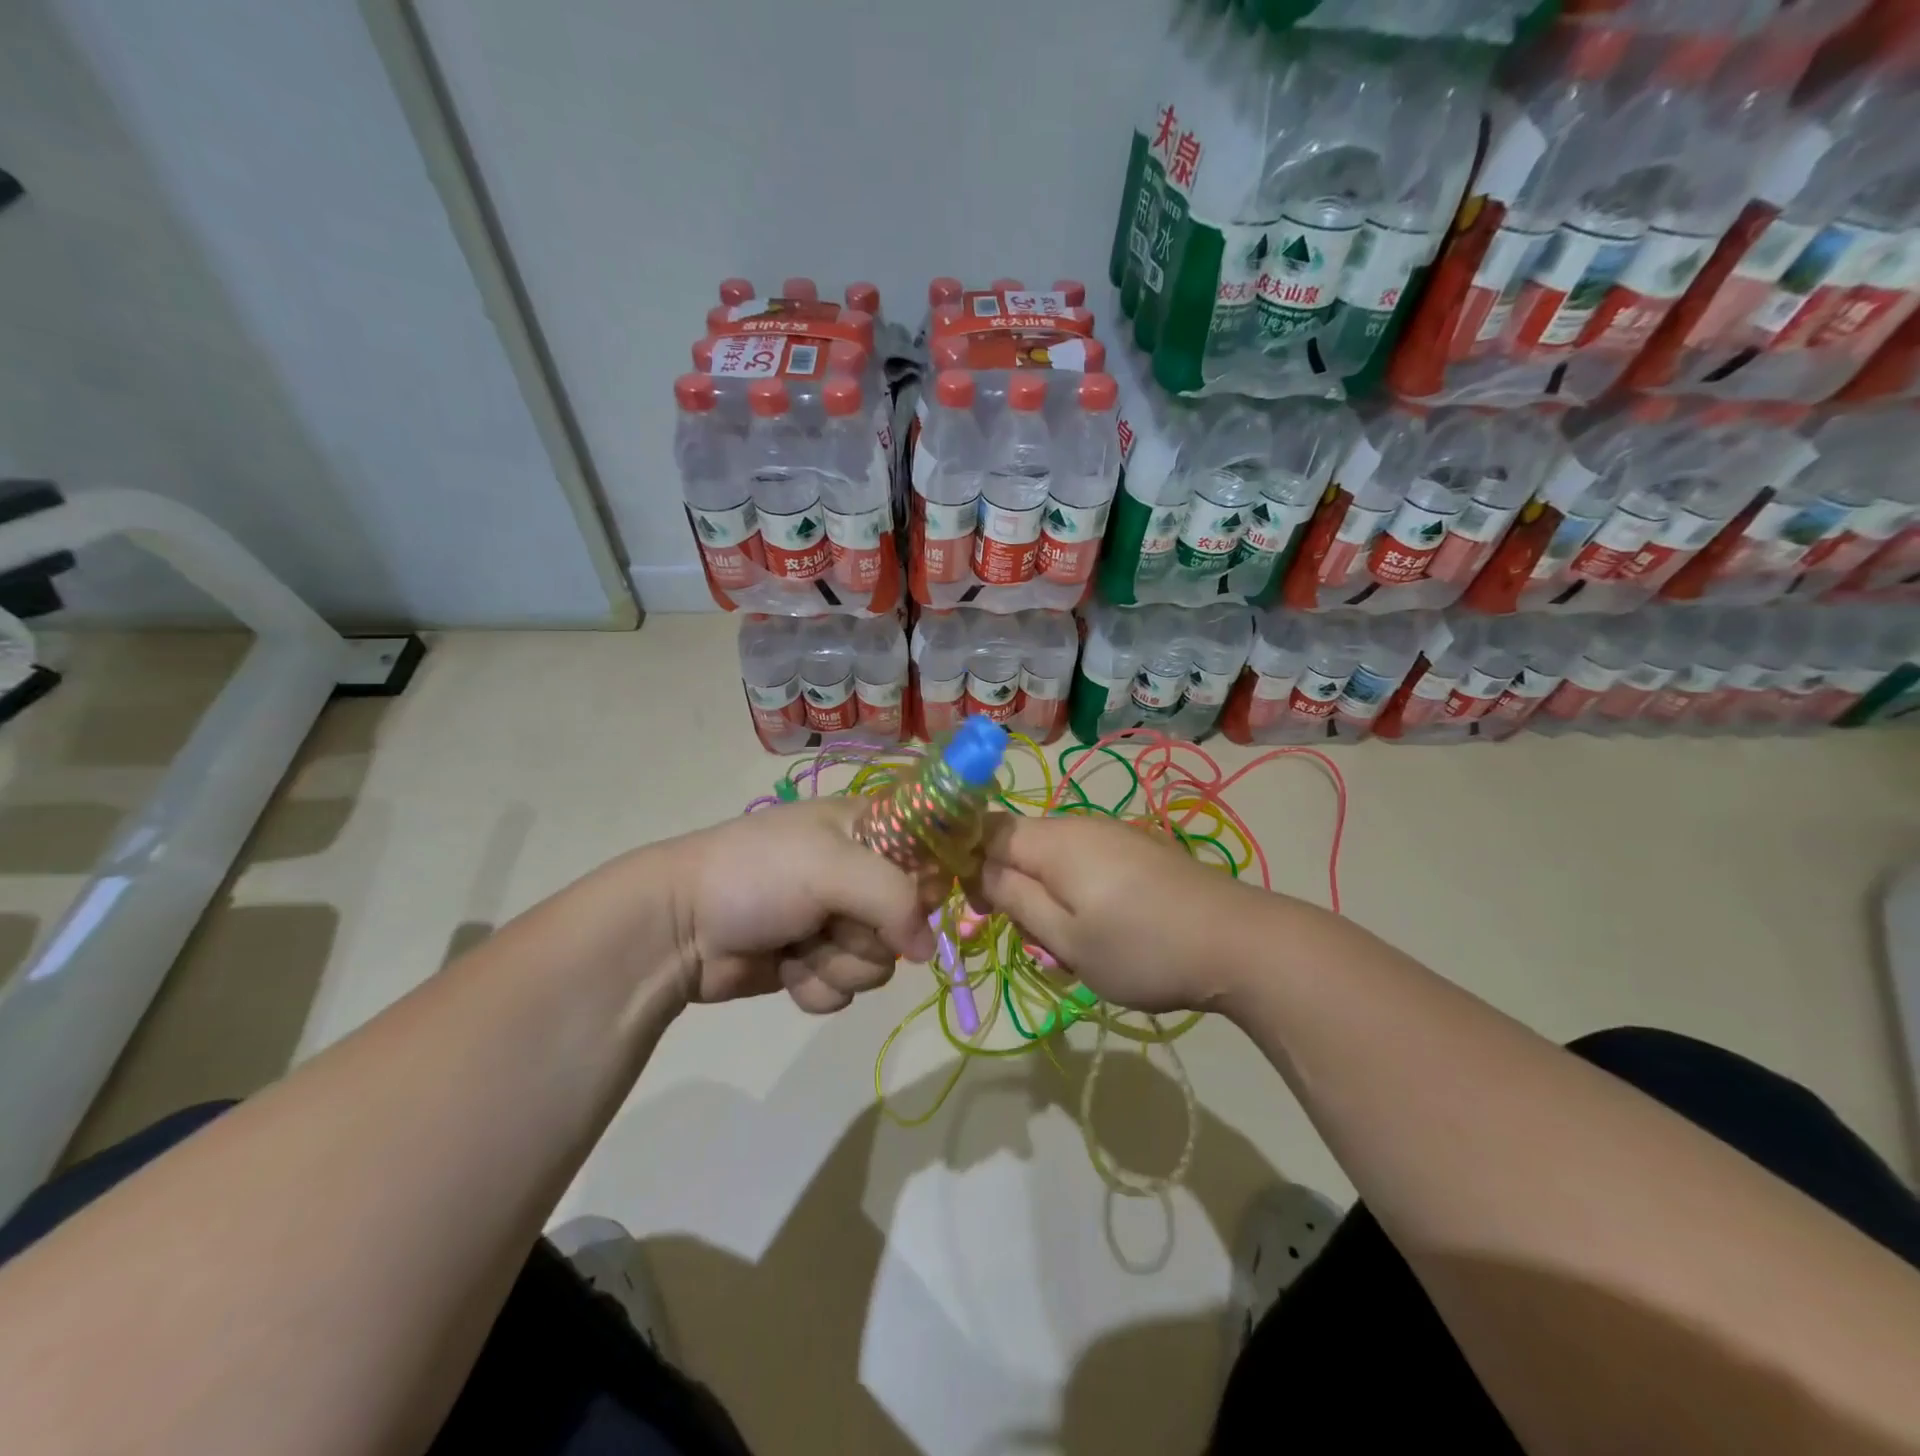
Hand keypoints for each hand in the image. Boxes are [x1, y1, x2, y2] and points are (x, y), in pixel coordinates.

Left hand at [668, 800, 937, 1011]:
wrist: (677, 926)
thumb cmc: (757, 874)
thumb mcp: (831, 866)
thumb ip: (895, 899)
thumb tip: (929, 950)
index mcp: (868, 830)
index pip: (934, 851)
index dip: (933, 882)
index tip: (916, 901)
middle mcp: (860, 872)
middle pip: (910, 921)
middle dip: (870, 935)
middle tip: (831, 922)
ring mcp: (836, 920)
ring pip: (878, 964)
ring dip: (837, 965)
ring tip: (799, 947)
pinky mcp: (814, 961)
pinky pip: (845, 989)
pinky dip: (816, 987)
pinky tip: (786, 970)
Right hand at [975, 812, 1274, 1012]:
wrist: (1238, 944)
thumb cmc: (1142, 948)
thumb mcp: (1066, 938)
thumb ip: (1014, 899)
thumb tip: (977, 869)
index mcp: (1054, 840)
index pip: (986, 830)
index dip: (967, 863)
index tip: (972, 908)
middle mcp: (1079, 825)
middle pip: (1019, 844)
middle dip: (1010, 888)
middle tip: (1030, 940)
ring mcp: (1113, 835)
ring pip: (1052, 858)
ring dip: (1044, 897)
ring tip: (1069, 946)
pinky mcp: (1137, 851)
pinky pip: (1084, 864)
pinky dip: (1075, 894)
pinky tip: (1101, 931)